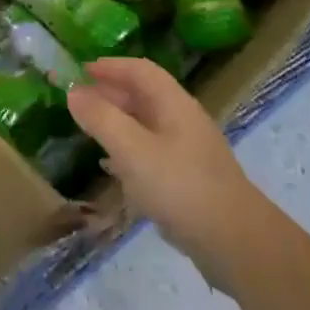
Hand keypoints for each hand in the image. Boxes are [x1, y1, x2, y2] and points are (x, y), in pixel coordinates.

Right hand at [67, 58, 265, 286]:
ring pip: (147, 126)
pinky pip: (152, 154)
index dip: (111, 66)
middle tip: (77, 101)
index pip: (141, 71)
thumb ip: (102, 119)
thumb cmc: (181, 187)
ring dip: (118, 123)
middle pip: (144, 96)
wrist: (235, 243)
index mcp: (174, 105)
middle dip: (110, 94)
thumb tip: (74, 92)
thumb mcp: (133, 150)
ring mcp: (188, 152)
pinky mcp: (188, 181)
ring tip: (89, 130)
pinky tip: (113, 168)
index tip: (81, 70)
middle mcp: (183, 122)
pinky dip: (128, 152)